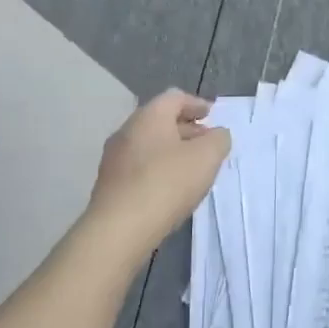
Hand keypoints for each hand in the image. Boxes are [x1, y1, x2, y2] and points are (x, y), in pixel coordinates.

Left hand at [80, 90, 229, 265]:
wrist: (118, 230)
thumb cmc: (166, 183)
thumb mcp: (207, 157)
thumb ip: (218, 140)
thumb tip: (216, 135)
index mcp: (149, 116)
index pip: (175, 97)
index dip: (196, 103)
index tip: (212, 115)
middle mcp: (126, 131)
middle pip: (160, 121)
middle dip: (186, 129)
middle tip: (207, 143)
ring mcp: (114, 159)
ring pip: (149, 145)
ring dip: (172, 151)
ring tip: (193, 169)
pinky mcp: (109, 185)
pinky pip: (139, 167)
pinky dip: (158, 169)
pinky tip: (171, 188)